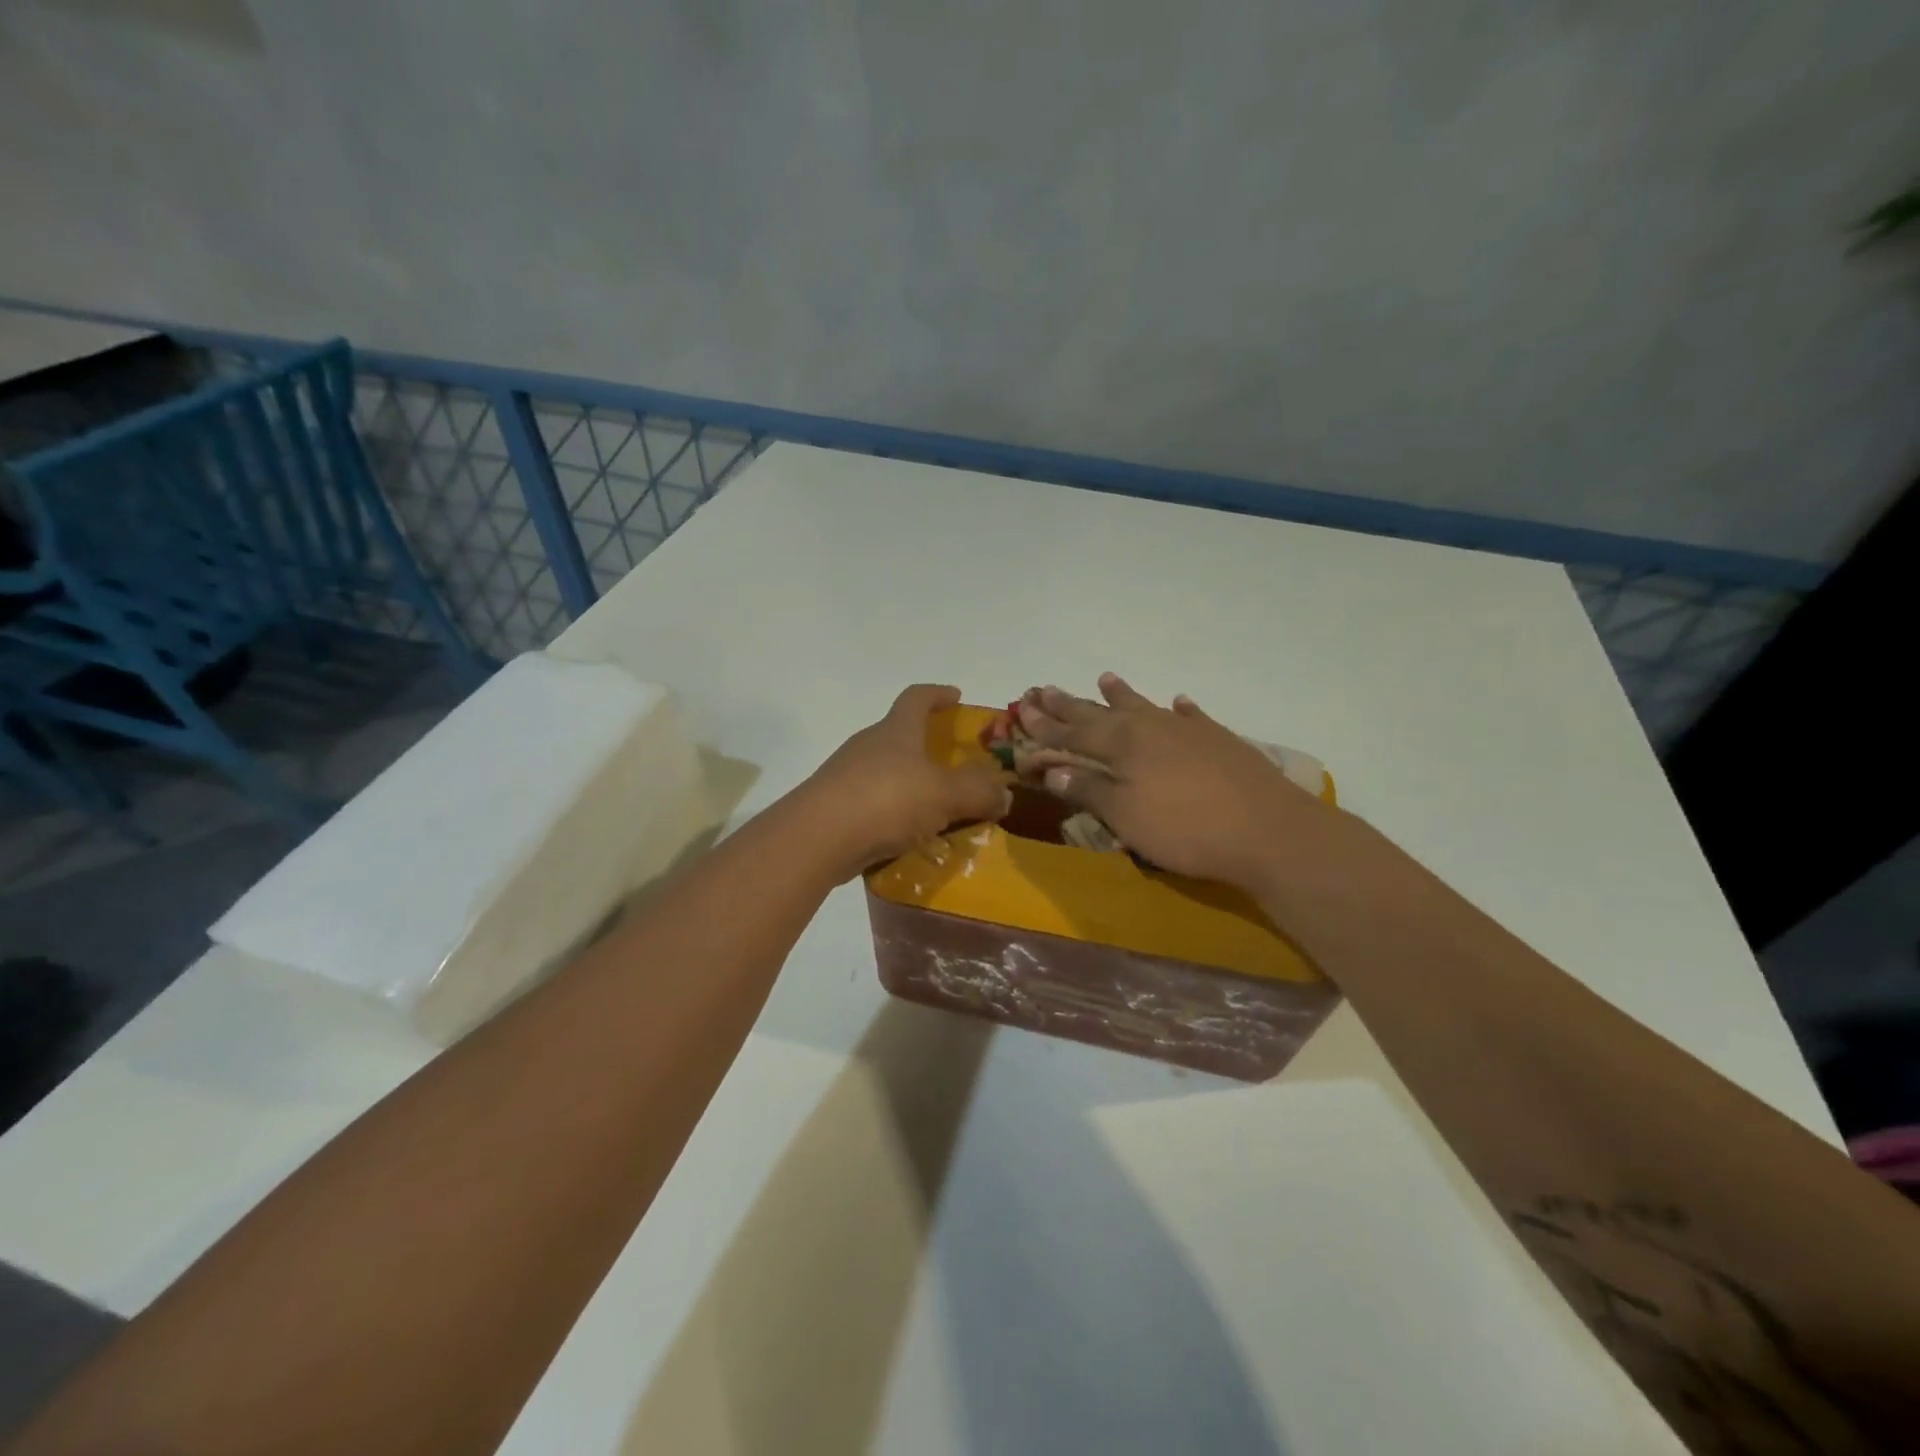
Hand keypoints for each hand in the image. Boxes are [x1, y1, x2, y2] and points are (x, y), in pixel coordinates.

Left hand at [799, 684, 1011, 877]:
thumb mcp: (945, 794)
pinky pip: (874, 804)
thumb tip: (1004, 793)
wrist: (816, 838)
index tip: (956, 696)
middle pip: (900, 735)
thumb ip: (978, 792)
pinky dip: (894, 814)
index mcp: (895, 730)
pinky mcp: (835, 808)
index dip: (938, 694)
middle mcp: (868, 746)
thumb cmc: (886, 800)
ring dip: (911, 784)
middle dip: (927, 746)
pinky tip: (909, 837)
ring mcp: (846, 776)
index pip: (916, 697)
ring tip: (938, 809)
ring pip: (887, 772)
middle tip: (955, 765)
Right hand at [1016, 673, 1339, 892]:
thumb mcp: (1125, 816)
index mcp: (1122, 744)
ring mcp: (1187, 730)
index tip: (1022, 711)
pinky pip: (1192, 717)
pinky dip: (1180, 709)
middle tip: (1044, 688)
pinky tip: (1179, 702)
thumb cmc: (1185, 829)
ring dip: (1121, 694)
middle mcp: (1150, 727)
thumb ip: (1089, 790)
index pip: (1072, 734)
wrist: (1268, 830)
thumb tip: (1053, 770)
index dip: (1045, 727)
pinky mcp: (1219, 740)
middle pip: (1101, 713)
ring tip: (1105, 677)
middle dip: (1070, 704)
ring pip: (1144, 706)